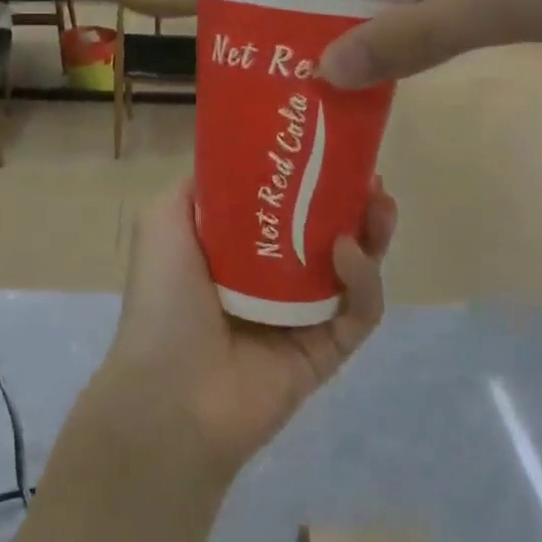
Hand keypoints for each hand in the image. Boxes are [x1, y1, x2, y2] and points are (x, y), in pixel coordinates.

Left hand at [98, 177, 396, 478]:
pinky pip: (360, 311)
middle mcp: (273, 279)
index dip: (308, 178)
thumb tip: (232, 158)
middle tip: (369, 177)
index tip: (329, 150)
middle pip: (327, 233)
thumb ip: (198, 188)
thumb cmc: (164, 298)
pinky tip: (349, 252)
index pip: (285, 207)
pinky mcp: (327, 351)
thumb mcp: (163, 222)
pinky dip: (363, 280)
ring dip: (371, 233)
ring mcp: (303, 317)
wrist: (170, 392)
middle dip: (352, 202)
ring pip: (354, 269)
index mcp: (237, 250)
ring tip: (378, 202)